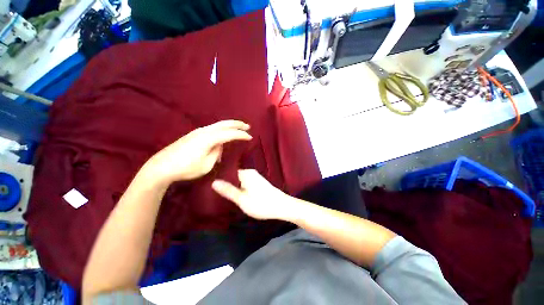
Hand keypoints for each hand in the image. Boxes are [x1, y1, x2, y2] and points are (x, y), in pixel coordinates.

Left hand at [145, 120, 251, 184]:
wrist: (161, 167)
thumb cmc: (186, 168)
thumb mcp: (206, 164)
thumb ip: (216, 153)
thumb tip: (219, 145)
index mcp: (208, 139)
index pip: (229, 134)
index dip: (241, 135)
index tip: (250, 137)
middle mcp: (203, 131)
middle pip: (224, 124)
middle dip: (237, 124)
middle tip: (247, 126)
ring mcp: (197, 131)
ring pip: (217, 125)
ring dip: (229, 125)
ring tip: (238, 127)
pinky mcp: (193, 134)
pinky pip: (212, 129)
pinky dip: (221, 129)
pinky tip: (223, 134)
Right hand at [212, 169, 292, 220]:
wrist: (281, 206)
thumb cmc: (261, 203)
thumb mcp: (242, 199)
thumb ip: (228, 190)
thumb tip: (214, 182)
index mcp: (245, 173)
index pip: (227, 171)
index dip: (219, 177)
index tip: (208, 184)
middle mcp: (250, 172)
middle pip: (233, 175)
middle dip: (225, 182)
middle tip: (213, 191)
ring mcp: (255, 177)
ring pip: (238, 179)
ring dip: (232, 185)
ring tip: (221, 193)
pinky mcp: (258, 182)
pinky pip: (244, 182)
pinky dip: (239, 187)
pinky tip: (235, 193)